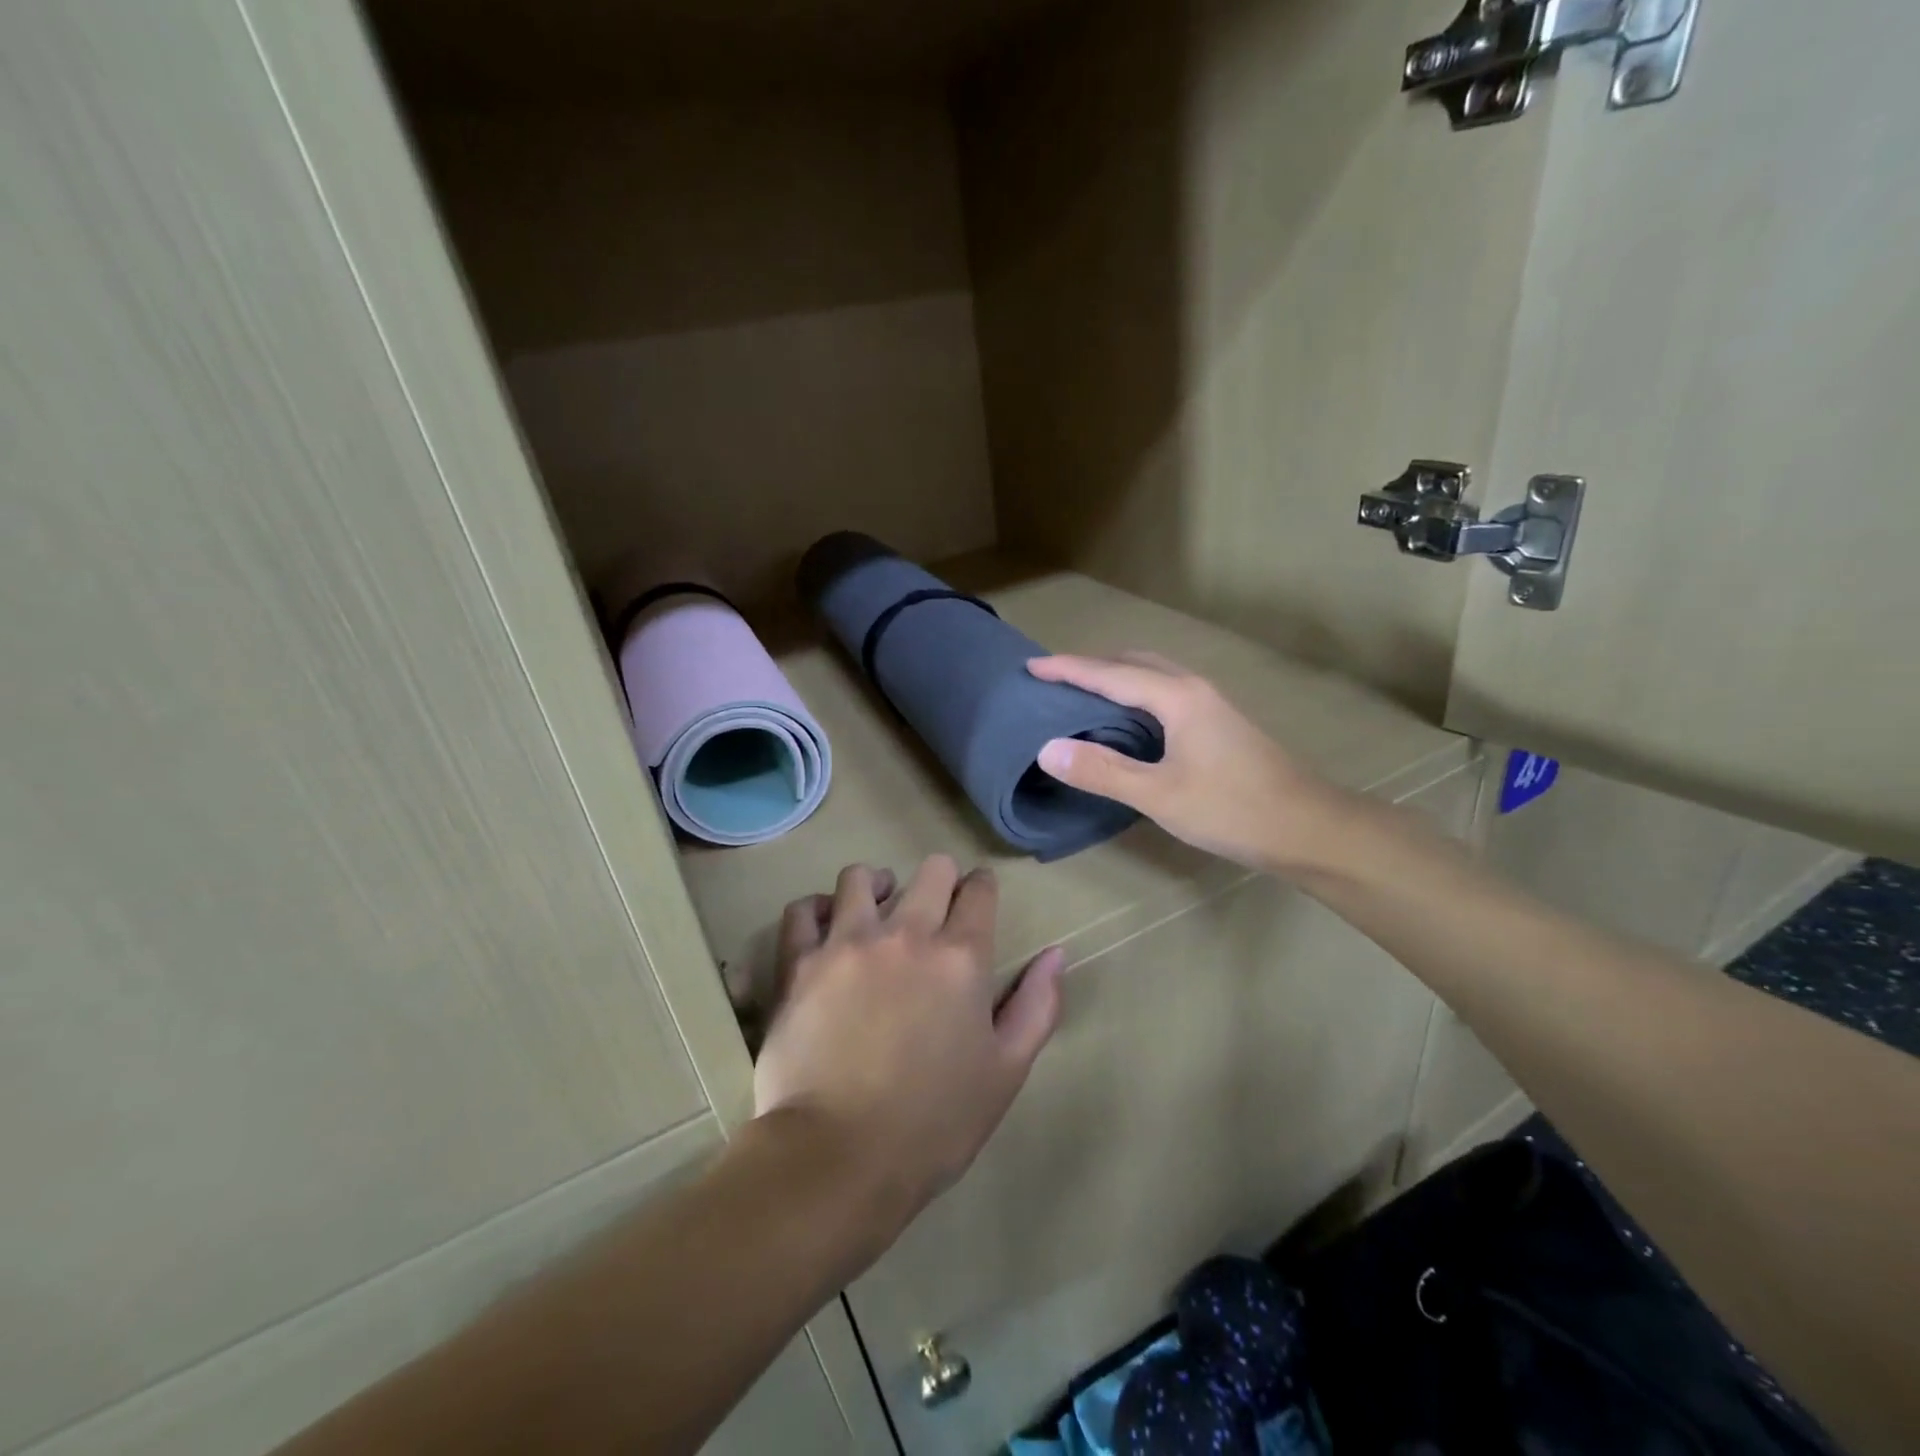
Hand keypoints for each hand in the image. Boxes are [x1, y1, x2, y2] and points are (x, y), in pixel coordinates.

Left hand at [753, 857, 1065, 1225]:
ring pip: (860, 878)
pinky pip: (802, 910)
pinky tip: (824, 926)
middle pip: (930, 871)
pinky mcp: (799, 963)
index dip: (982, 887)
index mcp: (960, 957)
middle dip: (941, 879)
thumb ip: (1036, 1007)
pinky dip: (815, 910)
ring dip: (876, 885)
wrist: (838, 1158)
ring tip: (876, 908)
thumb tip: (1055, 955)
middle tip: (935, 907)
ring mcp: (846, 943)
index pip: (979, 891)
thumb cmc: (934, 1124)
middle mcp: (906, 934)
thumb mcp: (1005, 1072)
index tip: (978, 896)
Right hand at [1028, 652, 1350, 874]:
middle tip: (1053, 680)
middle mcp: (1193, 689)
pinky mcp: (1218, 723)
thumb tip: (1047, 748)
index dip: (1068, 668)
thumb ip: (1102, 770)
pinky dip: (1134, 694)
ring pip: (1152, 676)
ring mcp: (1210, 704)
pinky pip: (1164, 692)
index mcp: (1176, 697)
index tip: (1031, 666)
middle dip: (1090, 666)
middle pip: (1133, 663)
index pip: (1109, 674)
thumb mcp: (1159, 795)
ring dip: (1114, 677)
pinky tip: (1126, 721)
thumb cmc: (1232, 809)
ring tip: (1081, 694)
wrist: (1308, 827)